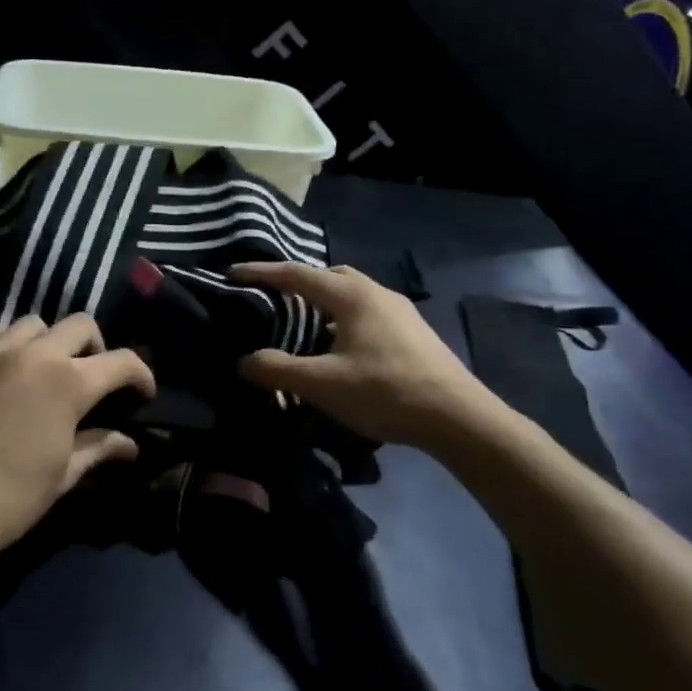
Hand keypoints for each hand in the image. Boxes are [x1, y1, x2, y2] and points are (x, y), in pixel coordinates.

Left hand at [0, 314, 156, 560]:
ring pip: (33, 322)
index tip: (142, 392)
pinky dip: (1, 342)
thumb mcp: (63, 475)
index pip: (121, 361)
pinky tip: (0, 365)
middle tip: (91, 376)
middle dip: (96, 347)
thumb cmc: (11, 498)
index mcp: (68, 383)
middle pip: (80, 324)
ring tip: (43, 369)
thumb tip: (129, 444)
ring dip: (48, 342)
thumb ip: (99, 448)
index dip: (141, 374)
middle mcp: (34, 354)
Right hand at [232, 262, 511, 455]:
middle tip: (272, 296)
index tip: (233, 273)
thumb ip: (277, 369)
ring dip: (324, 301)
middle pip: (329, 276)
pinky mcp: (414, 332)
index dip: (262, 273)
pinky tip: (340, 346)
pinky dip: (344, 317)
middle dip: (297, 281)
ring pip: (352, 293)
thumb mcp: (322, 384)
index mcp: (352, 296)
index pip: (297, 274)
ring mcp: (400, 311)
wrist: (458, 417)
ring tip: (303, 322)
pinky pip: (368, 311)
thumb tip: (243, 361)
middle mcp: (377, 293)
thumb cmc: (385, 392)